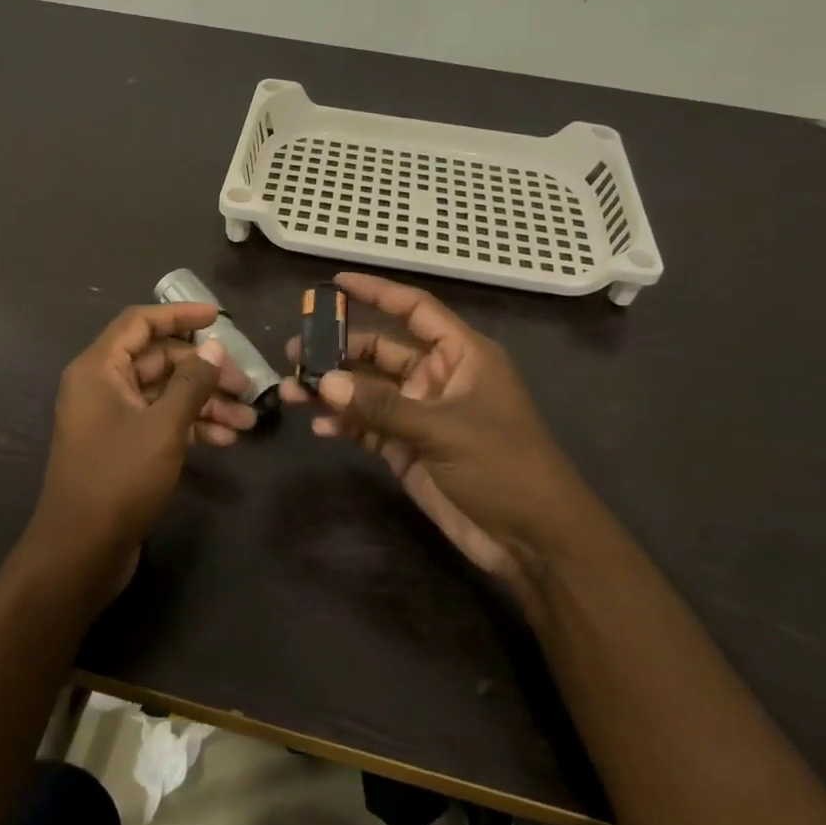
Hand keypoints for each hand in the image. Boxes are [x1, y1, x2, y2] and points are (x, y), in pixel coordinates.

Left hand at [23, 303, 252, 594]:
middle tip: (245, 385)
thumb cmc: (118, 479)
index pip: (141, 323)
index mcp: (99, 368)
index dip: (180, 315)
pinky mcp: (122, 446)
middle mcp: (102, 386)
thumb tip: (214, 349)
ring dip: (205, 402)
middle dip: (204, 370)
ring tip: (247, 420)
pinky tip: (225, 440)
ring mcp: (111, 418)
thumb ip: (191, 383)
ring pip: (164, 394)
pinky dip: (191, 426)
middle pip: (158, 360)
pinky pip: (160, 421)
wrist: (80, 552)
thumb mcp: (163, 427)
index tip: (219, 318)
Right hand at [281, 273, 591, 580]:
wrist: (533, 541)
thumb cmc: (502, 466)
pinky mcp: (409, 449)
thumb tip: (324, 382)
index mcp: (461, 355)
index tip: (335, 283)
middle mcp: (439, 377)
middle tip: (294, 351)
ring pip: (368, 390)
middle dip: (339, 350)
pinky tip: (320, 428)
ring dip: (334, 390)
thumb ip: (381, 406)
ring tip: (292, 390)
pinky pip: (369, 426)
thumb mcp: (443, 429)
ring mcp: (422, 414)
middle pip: (381, 350)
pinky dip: (345, 424)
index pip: (415, 309)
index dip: (377, 292)